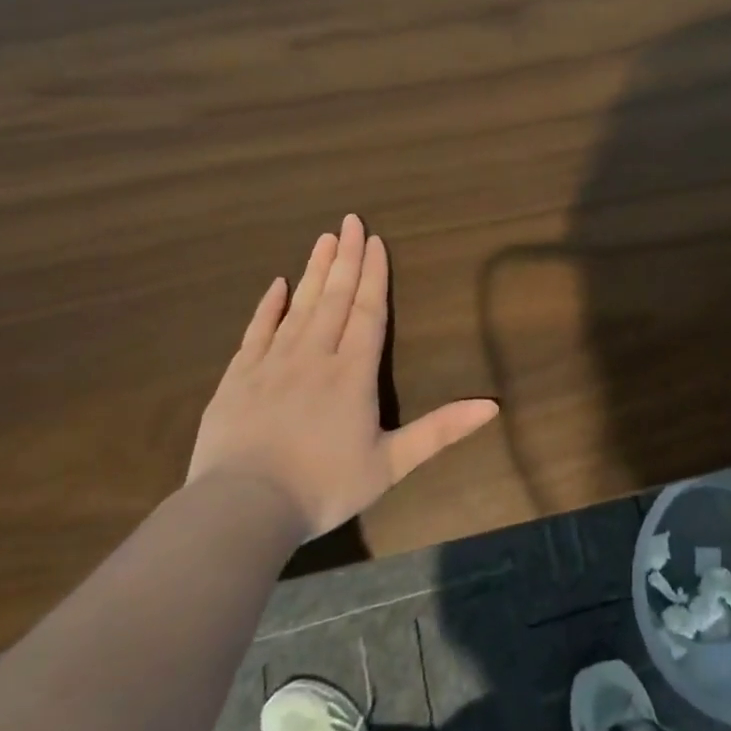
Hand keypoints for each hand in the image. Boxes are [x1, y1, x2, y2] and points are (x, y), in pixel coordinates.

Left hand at [188, 214, 499, 539]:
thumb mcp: (391, 464)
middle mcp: (314, 356)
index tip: (376, 241)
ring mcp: (272, 364)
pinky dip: (268, 306)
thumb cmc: (323, 487)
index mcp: (352, 374)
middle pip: (334, 298)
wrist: (242, 510)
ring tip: (324, 239)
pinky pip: (256, 331)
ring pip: (298, 307)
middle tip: (350, 221)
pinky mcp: (238, 378)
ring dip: (314, 272)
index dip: (375, 276)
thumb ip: (440, 431)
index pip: (368, 312)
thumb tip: (492, 406)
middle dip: (346, 259)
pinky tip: (276, 285)